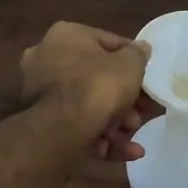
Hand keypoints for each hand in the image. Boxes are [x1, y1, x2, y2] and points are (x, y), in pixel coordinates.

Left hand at [20, 22, 157, 161]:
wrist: (61, 128)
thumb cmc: (98, 86)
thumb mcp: (130, 65)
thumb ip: (138, 55)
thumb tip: (141, 48)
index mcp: (65, 35)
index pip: (106, 42)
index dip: (131, 60)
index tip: (147, 76)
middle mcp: (46, 59)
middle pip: (95, 78)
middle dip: (123, 98)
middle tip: (142, 110)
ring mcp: (39, 93)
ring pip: (86, 105)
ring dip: (115, 121)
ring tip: (134, 132)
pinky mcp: (41, 123)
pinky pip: (77, 126)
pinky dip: (102, 139)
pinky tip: (130, 152)